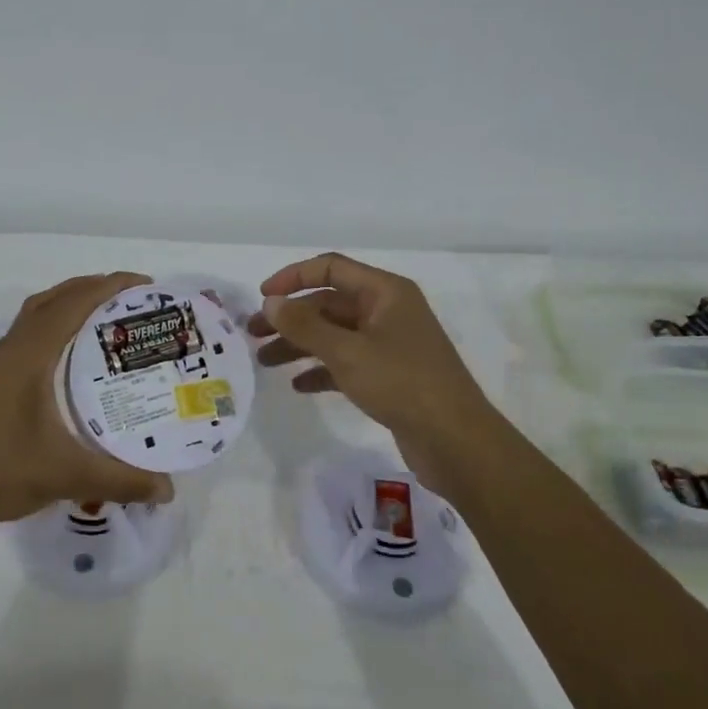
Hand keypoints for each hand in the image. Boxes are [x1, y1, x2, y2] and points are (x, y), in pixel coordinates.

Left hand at [0, 272, 174, 528]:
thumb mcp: (65, 475)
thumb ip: (120, 480)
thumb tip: (168, 490)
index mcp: (30, 354)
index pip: (74, 303)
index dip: (111, 286)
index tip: (147, 286)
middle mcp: (12, 349)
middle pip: (54, 299)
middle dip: (94, 290)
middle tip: (133, 303)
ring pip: (37, 317)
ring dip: (70, 307)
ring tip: (107, 322)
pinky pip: (29, 337)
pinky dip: (55, 330)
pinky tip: (71, 363)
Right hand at [247, 253, 499, 494]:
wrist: (455, 440)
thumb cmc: (401, 383)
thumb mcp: (346, 351)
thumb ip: (304, 325)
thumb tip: (271, 302)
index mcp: (385, 292)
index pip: (331, 268)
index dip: (293, 277)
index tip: (262, 297)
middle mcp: (388, 311)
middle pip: (329, 304)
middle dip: (290, 318)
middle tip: (252, 335)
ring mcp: (390, 344)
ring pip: (335, 334)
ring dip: (299, 345)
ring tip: (264, 362)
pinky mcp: (389, 375)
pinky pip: (347, 362)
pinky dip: (321, 370)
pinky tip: (298, 386)